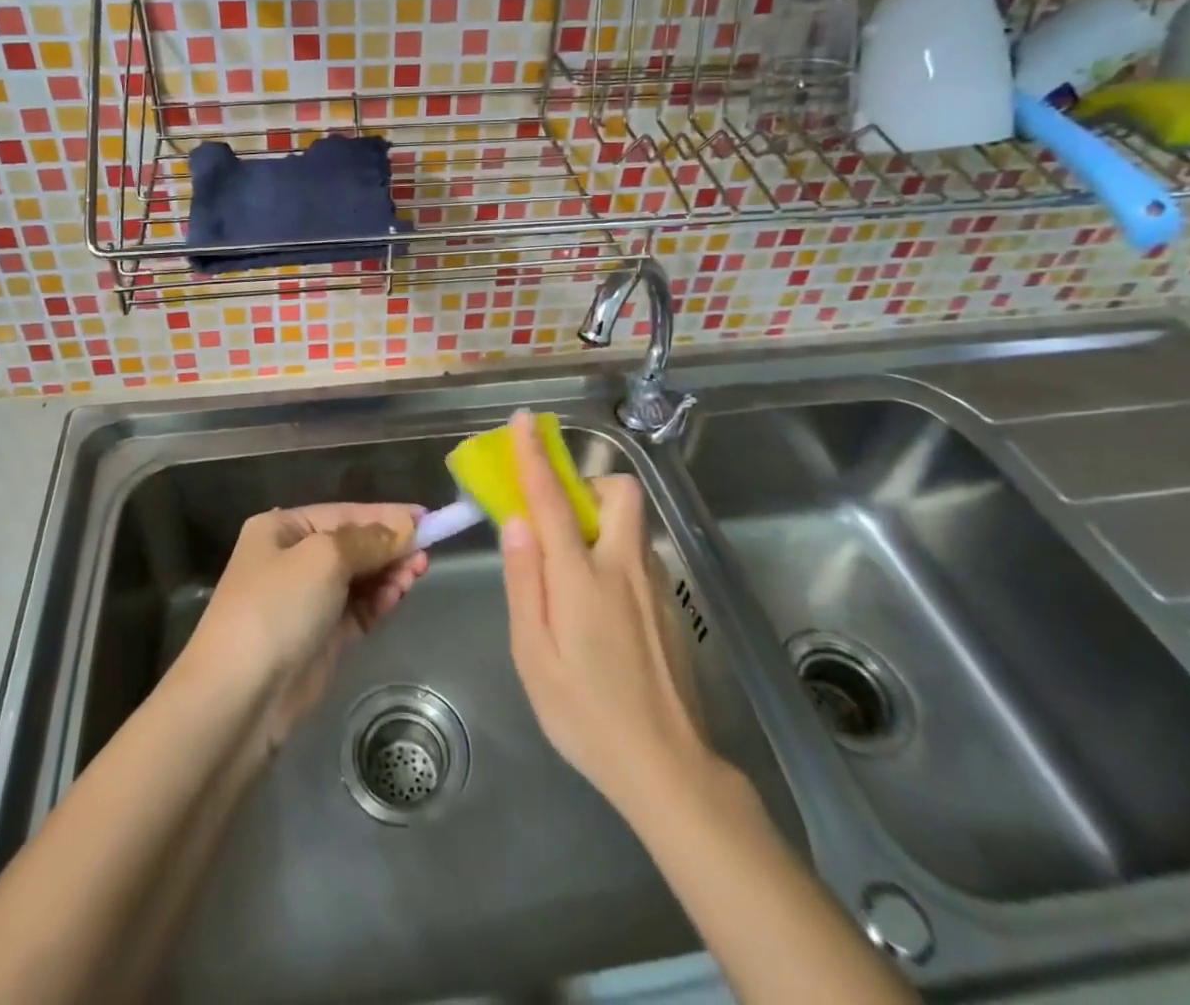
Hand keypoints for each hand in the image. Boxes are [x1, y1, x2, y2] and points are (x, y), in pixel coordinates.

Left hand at [183, 503, 428, 748]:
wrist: (239, 698)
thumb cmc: (276, 608)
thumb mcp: (323, 559)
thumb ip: (369, 540)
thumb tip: (404, 528)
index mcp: (282, 529)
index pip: (343, 513)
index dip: (385, 514)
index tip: (427, 517)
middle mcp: (292, 559)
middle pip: (353, 545)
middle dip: (389, 546)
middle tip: (426, 554)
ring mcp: (306, 601)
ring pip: (359, 578)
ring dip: (388, 573)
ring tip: (417, 573)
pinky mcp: (320, 637)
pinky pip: (358, 609)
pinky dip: (378, 600)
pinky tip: (398, 594)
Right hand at [500, 412, 711, 817]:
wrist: (668, 768)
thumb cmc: (584, 713)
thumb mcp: (532, 654)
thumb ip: (524, 581)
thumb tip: (517, 522)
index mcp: (582, 577)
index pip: (553, 499)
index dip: (535, 455)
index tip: (525, 421)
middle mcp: (625, 567)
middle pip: (619, 493)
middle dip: (588, 484)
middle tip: (560, 520)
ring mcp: (657, 585)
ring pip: (632, 525)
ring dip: (602, 523)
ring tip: (575, 577)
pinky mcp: (673, 607)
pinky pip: (641, 557)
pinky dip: (617, 557)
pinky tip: (605, 612)